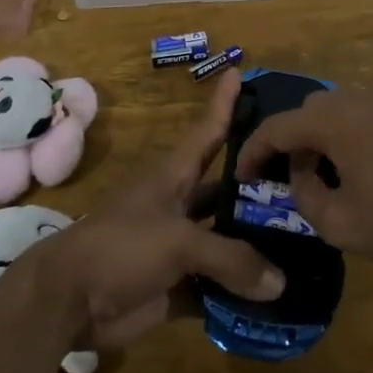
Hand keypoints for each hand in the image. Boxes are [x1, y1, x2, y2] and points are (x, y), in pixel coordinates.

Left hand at [29, 70, 283, 349]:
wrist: (67, 301)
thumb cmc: (120, 247)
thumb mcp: (178, 241)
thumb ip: (231, 258)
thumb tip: (280, 283)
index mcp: (173, 177)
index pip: (207, 132)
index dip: (224, 103)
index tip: (241, 71)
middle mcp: (178, 206)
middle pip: (225, 189)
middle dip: (259, 185)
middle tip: (305, 180)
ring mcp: (177, 247)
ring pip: (225, 240)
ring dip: (256, 245)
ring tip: (304, 243)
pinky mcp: (175, 286)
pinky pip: (216, 287)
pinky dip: (240, 293)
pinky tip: (278, 298)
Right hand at [233, 90, 372, 269]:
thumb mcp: (341, 224)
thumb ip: (306, 198)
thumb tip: (301, 177)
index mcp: (331, 121)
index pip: (276, 127)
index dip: (253, 151)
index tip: (243, 176)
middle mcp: (354, 99)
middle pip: (307, 112)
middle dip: (291, 143)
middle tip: (290, 178)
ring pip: (338, 111)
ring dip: (323, 138)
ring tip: (329, 176)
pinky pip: (366, 115)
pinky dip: (352, 135)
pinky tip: (367, 169)